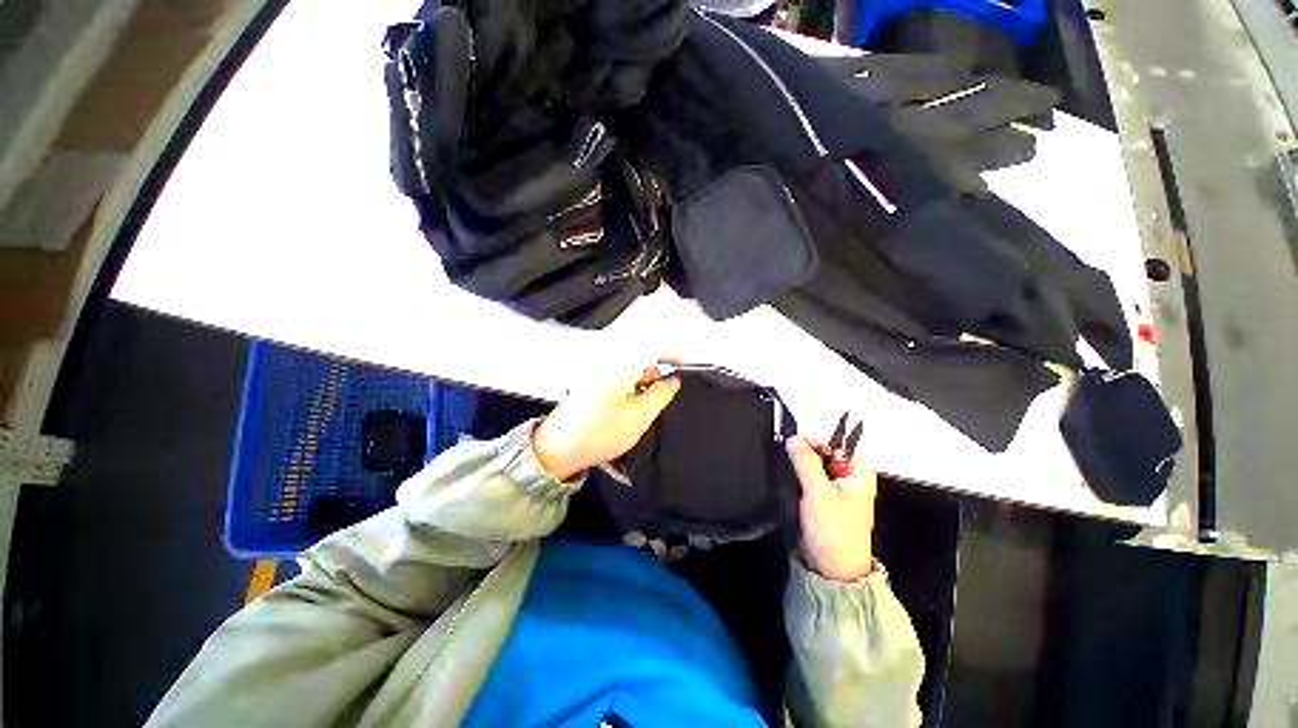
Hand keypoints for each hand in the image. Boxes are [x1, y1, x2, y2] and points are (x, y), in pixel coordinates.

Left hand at [531, 359, 681, 479]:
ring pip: (632, 378)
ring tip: (637, 417)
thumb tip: (673, 381)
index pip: (653, 350)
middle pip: (642, 365)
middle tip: (657, 405)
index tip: (686, 367)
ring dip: (642, 392)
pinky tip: (626, 417)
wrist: (561, 449)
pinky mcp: (593, 388)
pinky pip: (620, 386)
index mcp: (620, 365)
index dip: (673, 357)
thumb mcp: (641, 414)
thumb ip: (662, 394)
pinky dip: (629, 397)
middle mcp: (608, 365)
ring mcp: (599, 376)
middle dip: (655, 382)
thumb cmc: (598, 431)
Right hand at [785, 435, 877, 580]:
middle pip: (824, 452)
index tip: (790, 439)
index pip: (835, 442)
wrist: (832, 570)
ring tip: (782, 462)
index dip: (813, 438)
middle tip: (783, 450)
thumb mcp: (818, 493)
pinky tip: (787, 477)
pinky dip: (798, 475)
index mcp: (859, 472)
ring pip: (815, 465)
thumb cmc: (834, 532)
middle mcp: (850, 477)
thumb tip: (793, 439)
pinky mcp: (824, 498)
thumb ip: (806, 462)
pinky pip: (809, 478)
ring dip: (799, 463)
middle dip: (804, 450)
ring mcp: (837, 488)